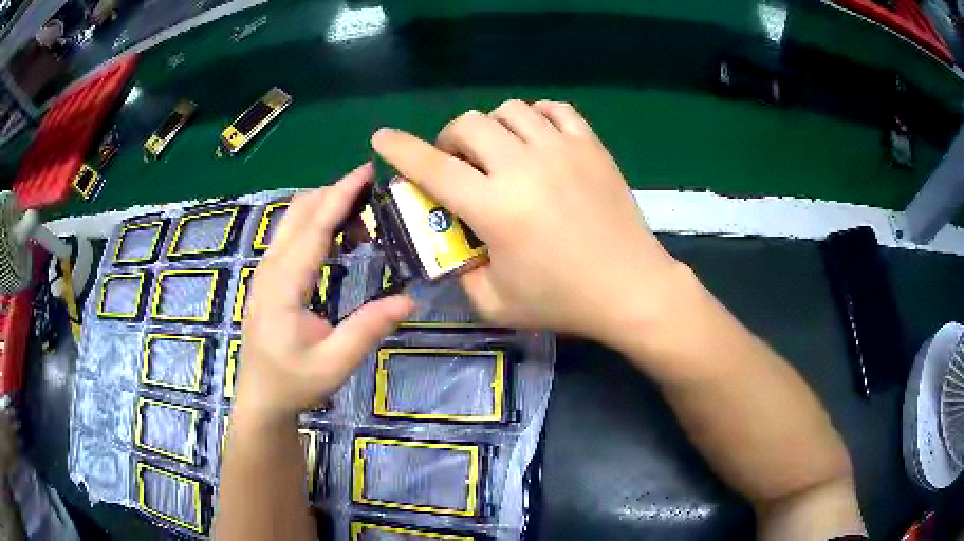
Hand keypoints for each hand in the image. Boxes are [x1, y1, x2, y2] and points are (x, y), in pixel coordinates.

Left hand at [236, 164, 413, 423]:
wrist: (261, 398)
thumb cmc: (294, 383)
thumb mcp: (335, 363)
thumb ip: (368, 329)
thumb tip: (409, 298)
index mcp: (283, 285)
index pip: (314, 227)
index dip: (340, 195)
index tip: (366, 170)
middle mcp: (270, 268)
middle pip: (300, 211)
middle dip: (336, 195)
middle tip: (376, 197)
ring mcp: (266, 271)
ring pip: (293, 219)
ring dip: (326, 208)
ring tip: (364, 220)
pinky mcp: (269, 277)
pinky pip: (292, 235)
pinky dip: (317, 224)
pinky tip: (341, 240)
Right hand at [372, 100, 685, 341]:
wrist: (631, 288)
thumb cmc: (563, 301)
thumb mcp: (495, 303)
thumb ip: (460, 272)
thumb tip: (450, 244)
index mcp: (495, 208)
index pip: (432, 166)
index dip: (400, 149)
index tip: (381, 137)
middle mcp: (523, 167)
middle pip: (467, 125)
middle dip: (450, 141)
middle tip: (458, 165)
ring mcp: (562, 150)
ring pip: (509, 110)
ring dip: (491, 127)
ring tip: (498, 152)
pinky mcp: (591, 146)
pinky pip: (553, 109)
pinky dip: (535, 117)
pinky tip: (536, 139)